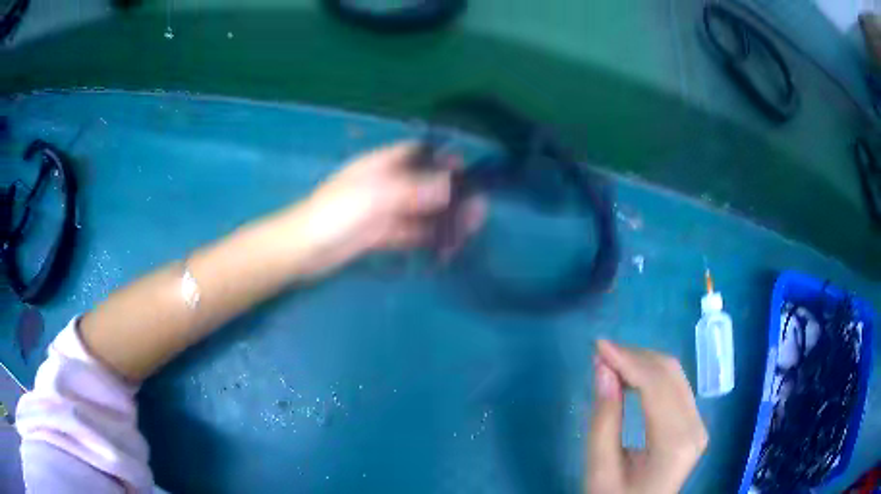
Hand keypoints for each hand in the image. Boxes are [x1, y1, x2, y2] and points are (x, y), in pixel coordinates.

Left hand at [299, 142, 484, 272]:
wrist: (303, 250)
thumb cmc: (335, 214)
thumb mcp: (375, 196)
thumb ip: (413, 189)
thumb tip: (449, 184)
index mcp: (379, 166)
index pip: (415, 153)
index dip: (440, 158)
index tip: (466, 170)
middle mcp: (383, 186)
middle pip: (422, 184)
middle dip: (449, 194)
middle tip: (478, 208)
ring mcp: (381, 212)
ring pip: (418, 212)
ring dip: (442, 219)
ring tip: (470, 228)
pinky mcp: (378, 236)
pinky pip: (409, 234)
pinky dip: (426, 238)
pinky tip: (446, 247)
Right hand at [586, 340, 707, 493]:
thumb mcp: (600, 470)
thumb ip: (604, 420)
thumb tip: (603, 369)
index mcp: (675, 443)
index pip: (656, 385)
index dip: (628, 359)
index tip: (597, 346)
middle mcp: (695, 427)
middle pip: (670, 373)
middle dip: (634, 356)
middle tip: (601, 354)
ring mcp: (698, 424)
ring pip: (674, 375)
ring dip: (642, 363)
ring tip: (611, 362)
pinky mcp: (693, 424)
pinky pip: (675, 387)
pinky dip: (651, 376)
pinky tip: (630, 377)